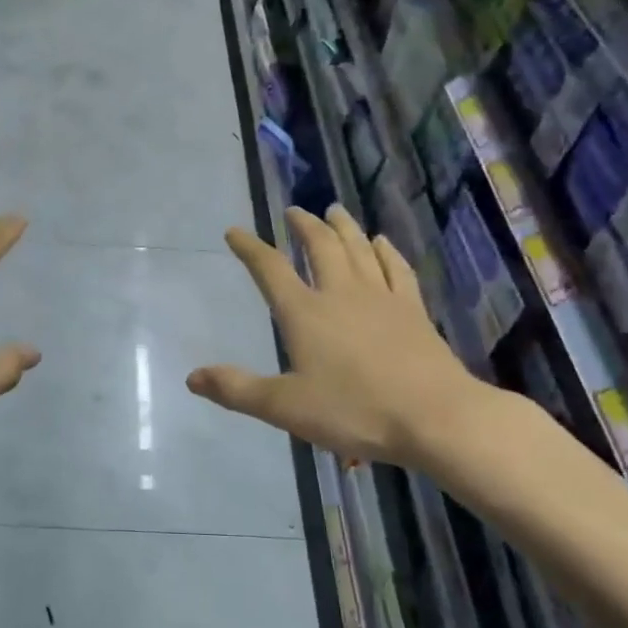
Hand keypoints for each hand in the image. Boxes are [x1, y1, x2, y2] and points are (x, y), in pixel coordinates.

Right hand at [188, 205, 498, 470]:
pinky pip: (396, 269)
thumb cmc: (354, 411)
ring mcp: (381, 298)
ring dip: (343, 228)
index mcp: (305, 313)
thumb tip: (192, 377)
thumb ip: (237, 390)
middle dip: (304, 226)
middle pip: (321, 247)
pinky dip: (385, 251)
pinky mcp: (412, 310)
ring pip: (359, 249)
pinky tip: (382, 242)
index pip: (271, 269)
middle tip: (294, 210)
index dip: (250, 248)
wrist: (434, 417)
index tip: (235, 232)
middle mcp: (340, 294)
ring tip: (334, 211)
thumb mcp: (285, 407)